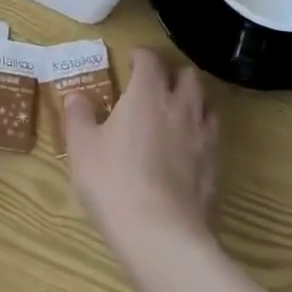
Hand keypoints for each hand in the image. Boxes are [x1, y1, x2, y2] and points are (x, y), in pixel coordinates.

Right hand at [64, 47, 218, 256]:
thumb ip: (78, 117)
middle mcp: (180, 107)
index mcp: (148, 94)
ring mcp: (203, 138)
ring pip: (206, 105)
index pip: (150, 60)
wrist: (162, 236)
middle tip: (156, 85)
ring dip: (192, 102)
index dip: (140, 55)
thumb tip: (76, 97)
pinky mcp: (215, 168)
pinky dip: (200, 135)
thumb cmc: (114, 182)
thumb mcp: (82, 148)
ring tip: (175, 114)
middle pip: (188, 76)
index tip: (131, 60)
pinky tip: (187, 151)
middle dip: (173, 74)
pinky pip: (212, 139)